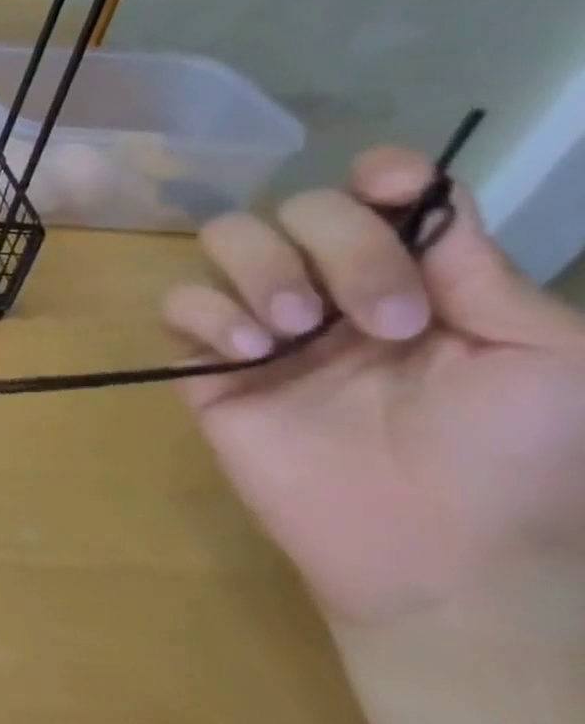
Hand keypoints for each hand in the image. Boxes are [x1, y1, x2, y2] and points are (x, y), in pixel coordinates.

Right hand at [162, 147, 584, 623]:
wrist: (435, 550)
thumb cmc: (514, 459)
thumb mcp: (547, 359)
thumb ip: (484, 274)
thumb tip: (422, 202)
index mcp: (413, 279)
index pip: (377, 196)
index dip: (379, 174)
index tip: (388, 187)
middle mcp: (330, 287)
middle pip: (299, 207)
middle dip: (340, 247)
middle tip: (383, 323)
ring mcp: (262, 322)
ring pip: (226, 238)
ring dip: (264, 269)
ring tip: (296, 330)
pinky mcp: (205, 361)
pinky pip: (178, 302)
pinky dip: (209, 313)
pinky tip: (251, 353)